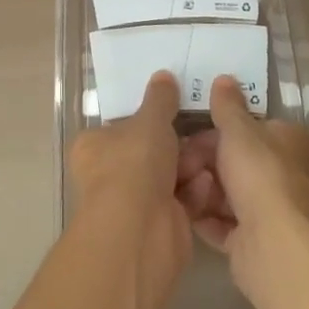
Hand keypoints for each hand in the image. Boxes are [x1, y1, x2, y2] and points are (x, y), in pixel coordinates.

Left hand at [66, 70, 191, 308]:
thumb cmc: (134, 164)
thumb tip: (163, 76)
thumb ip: (160, 99)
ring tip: (214, 151)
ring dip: (191, 165)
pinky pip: (182, 200)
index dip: (148, 118)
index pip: (121, 126)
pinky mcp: (159, 227)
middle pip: (151, 151)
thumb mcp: (151, 120)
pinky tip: (207, 182)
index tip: (175, 108)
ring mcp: (134, 203)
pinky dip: (195, 191)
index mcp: (95, 146)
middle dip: (179, 142)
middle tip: (205, 128)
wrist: (140, 232)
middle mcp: (109, 175)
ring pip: (170, 175)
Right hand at [176, 75, 308, 281]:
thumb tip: (224, 78)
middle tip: (177, 161)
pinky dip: (203, 215)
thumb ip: (227, 105)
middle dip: (203, 160)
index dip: (219, 128)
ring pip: (226, 191)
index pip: (249, 127)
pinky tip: (183, 210)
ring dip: (201, 188)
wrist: (272, 245)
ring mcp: (269, 209)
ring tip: (178, 186)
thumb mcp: (238, 130)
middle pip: (234, 160)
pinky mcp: (253, 241)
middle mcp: (283, 173)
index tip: (191, 130)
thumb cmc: (259, 174)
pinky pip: (221, 222)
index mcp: (287, 141)